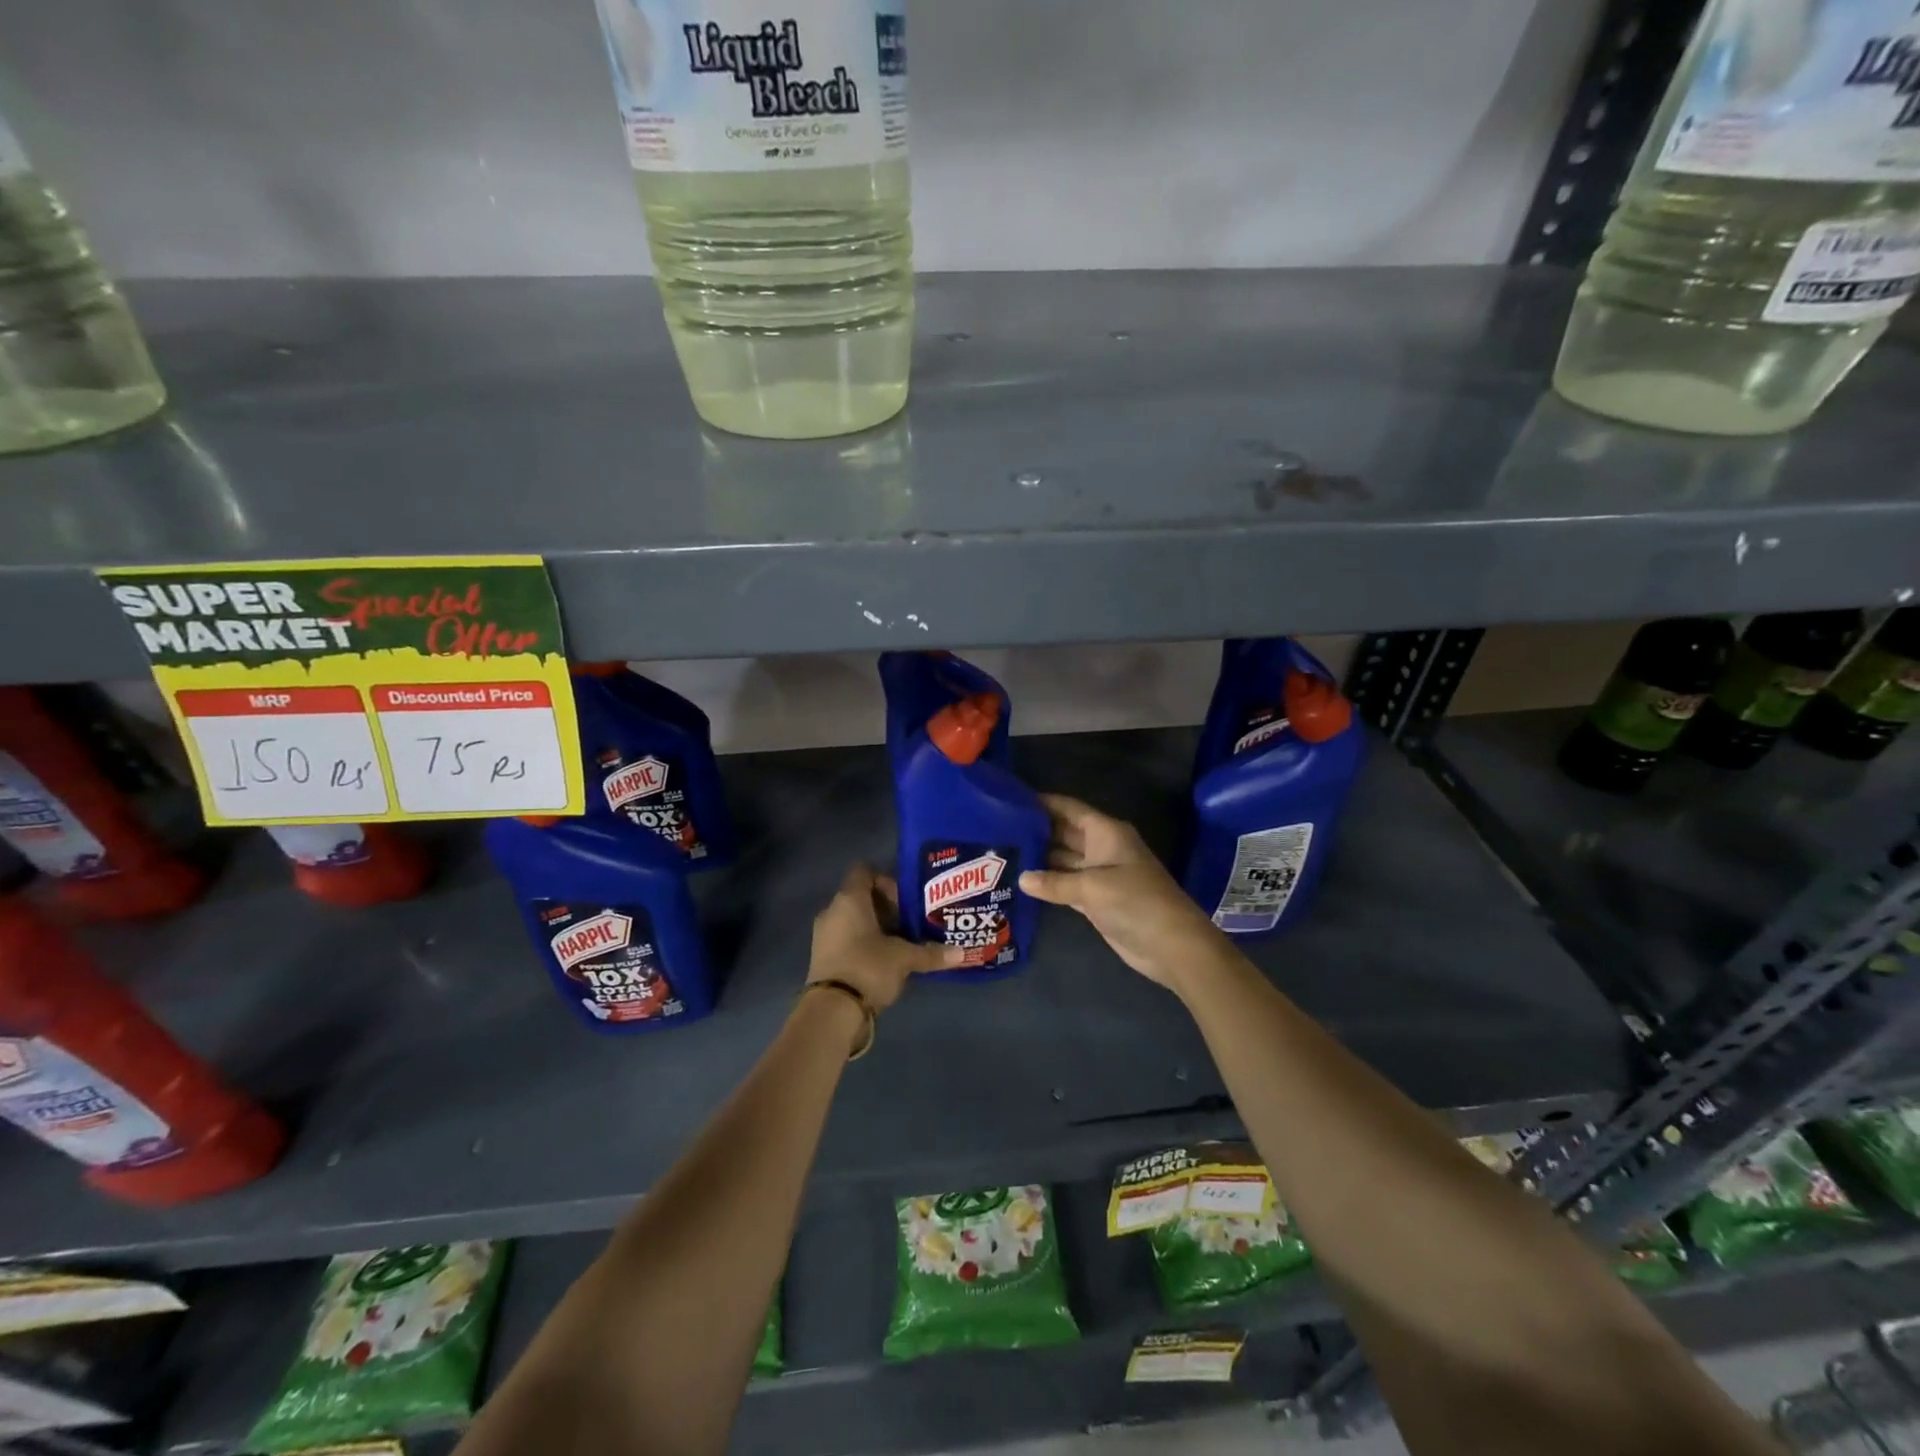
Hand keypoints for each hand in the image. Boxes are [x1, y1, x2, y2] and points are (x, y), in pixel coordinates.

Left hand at [809, 863, 965, 1009]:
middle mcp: (833, 911)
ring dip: (877, 928)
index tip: (906, 898)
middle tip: (912, 921)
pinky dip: (865, 944)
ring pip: (855, 920)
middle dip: (887, 907)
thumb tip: (961, 953)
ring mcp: (824, 935)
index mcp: (849, 899)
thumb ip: (930, 953)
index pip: (865, 872)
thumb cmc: (868, 967)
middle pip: (861, 897)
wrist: (831, 1012)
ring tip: (903, 942)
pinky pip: (847, 939)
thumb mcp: (904, 959)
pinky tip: (886, 959)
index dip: (887, 880)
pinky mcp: (824, 958)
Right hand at [1019, 794, 1227, 991]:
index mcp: (1106, 832)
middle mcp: (1101, 848)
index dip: (1043, 803)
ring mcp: (1099, 874)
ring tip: (1002, 854)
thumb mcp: (1092, 888)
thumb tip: (1022, 878)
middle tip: (998, 830)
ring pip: (1063, 859)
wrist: (1171, 945)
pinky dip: (1048, 883)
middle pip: (1064, 832)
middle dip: (1036, 831)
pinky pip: (1066, 884)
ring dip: (1038, 859)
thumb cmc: (1136, 902)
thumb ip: (1055, 882)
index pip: (1069, 809)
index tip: (1011, 800)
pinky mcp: (1096, 899)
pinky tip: (1022, 882)